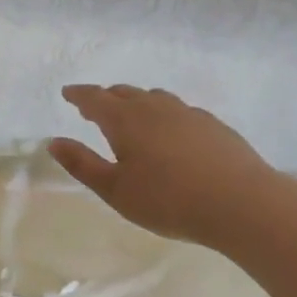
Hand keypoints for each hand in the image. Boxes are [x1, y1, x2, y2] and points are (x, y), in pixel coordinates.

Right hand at [48, 84, 284, 245]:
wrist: (242, 204)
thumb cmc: (168, 200)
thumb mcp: (115, 190)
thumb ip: (82, 164)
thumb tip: (54, 141)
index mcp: (125, 119)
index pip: (94, 98)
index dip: (78, 95)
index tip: (67, 93)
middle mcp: (154, 107)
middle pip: (124, 92)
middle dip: (105, 97)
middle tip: (94, 108)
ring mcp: (187, 113)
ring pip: (154, 98)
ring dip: (136, 102)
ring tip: (132, 116)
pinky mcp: (213, 125)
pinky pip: (179, 110)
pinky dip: (164, 114)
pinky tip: (171, 133)